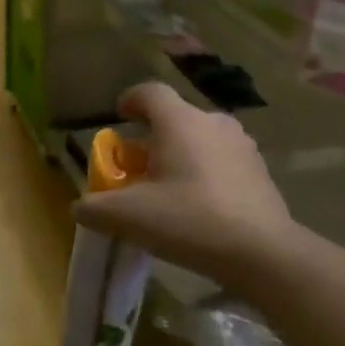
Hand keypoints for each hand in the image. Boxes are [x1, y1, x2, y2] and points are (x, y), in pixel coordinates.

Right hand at [73, 82, 296, 289]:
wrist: (262, 253)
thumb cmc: (189, 221)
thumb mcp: (128, 217)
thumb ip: (95, 207)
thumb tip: (81, 205)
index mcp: (180, 122)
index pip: (150, 92)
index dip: (130, 100)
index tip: (120, 116)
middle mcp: (213, 123)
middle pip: (175, 119)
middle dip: (152, 139)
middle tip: (137, 169)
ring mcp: (242, 146)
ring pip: (200, 140)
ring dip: (180, 156)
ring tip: (168, 190)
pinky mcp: (260, 172)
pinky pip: (222, 162)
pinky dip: (204, 174)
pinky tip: (199, 208)